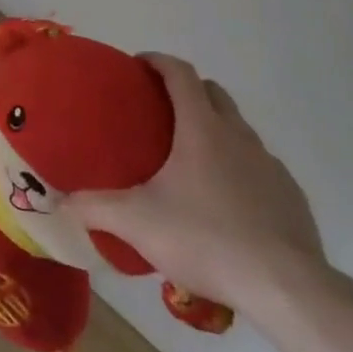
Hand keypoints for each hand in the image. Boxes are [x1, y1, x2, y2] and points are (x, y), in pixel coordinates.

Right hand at [65, 54, 325, 317]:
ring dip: (215, 131)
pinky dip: (240, 169)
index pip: (181, 74)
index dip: (158, 61)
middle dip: (187, 91)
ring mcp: (271, 167)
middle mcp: (239, 136)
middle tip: (159, 111)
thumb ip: (94, 207)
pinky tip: (225, 204)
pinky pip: (260, 168)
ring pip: (239, 130)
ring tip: (190, 161)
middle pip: (214, 93)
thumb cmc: (205, 238)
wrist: (286, 289)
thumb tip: (61, 202)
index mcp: (202, 128)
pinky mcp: (292, 198)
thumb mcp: (136, 222)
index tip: (139, 65)